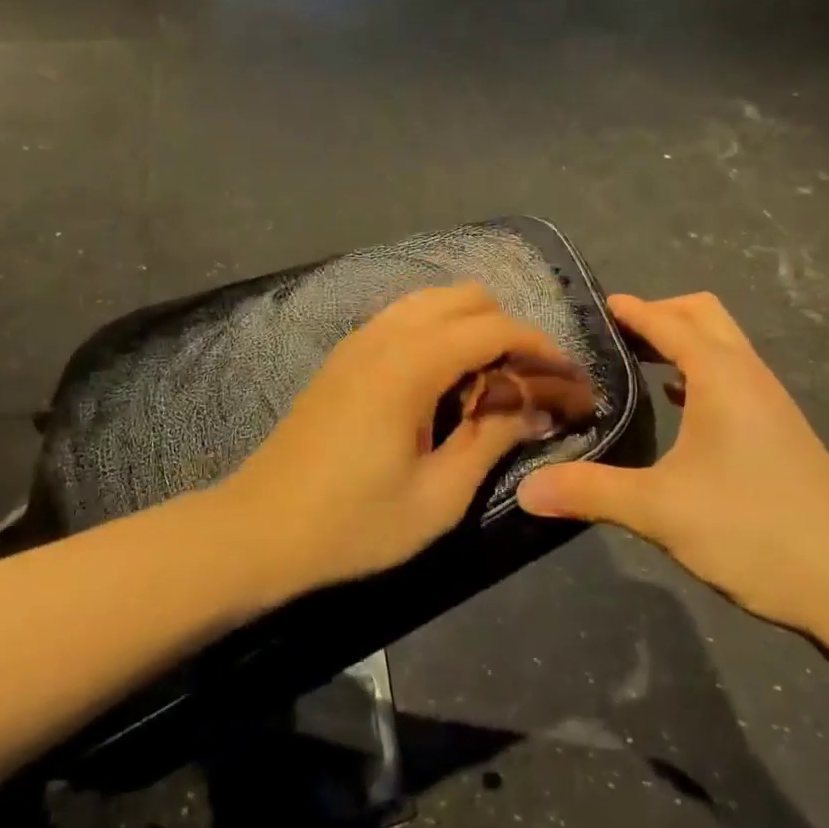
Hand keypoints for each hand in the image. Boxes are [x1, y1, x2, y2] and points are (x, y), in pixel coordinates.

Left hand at [223, 284, 574, 595]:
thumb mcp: (438, 496)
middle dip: (508, 331)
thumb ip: (492, 439)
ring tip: (491, 382)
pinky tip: (444, 380)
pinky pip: (404, 318)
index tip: (569, 381)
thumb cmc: (353, 523)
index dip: (541, 348)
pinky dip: (438, 331)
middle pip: (466, 297)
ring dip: (472, 327)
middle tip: (529, 384)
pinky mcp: (343, 355)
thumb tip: (535, 406)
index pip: (494, 328)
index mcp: (411, 364)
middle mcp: (384, 335)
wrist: (258, 530)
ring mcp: (358, 340)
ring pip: (432, 301)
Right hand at [516, 294, 828, 634]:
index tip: (592, 305)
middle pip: (704, 315)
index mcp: (721, 376)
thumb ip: (588, 491)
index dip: (629, 309)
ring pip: (724, 345)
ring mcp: (772, 404)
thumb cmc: (754, 530)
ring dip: (681, 342)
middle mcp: (749, 376)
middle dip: (659, 313)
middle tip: (613, 335)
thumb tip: (525, 490)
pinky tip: (679, 404)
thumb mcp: (659, 510)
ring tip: (636, 362)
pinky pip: (734, 376)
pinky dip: (700, 372)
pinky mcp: (782, 432)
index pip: (667, 321)